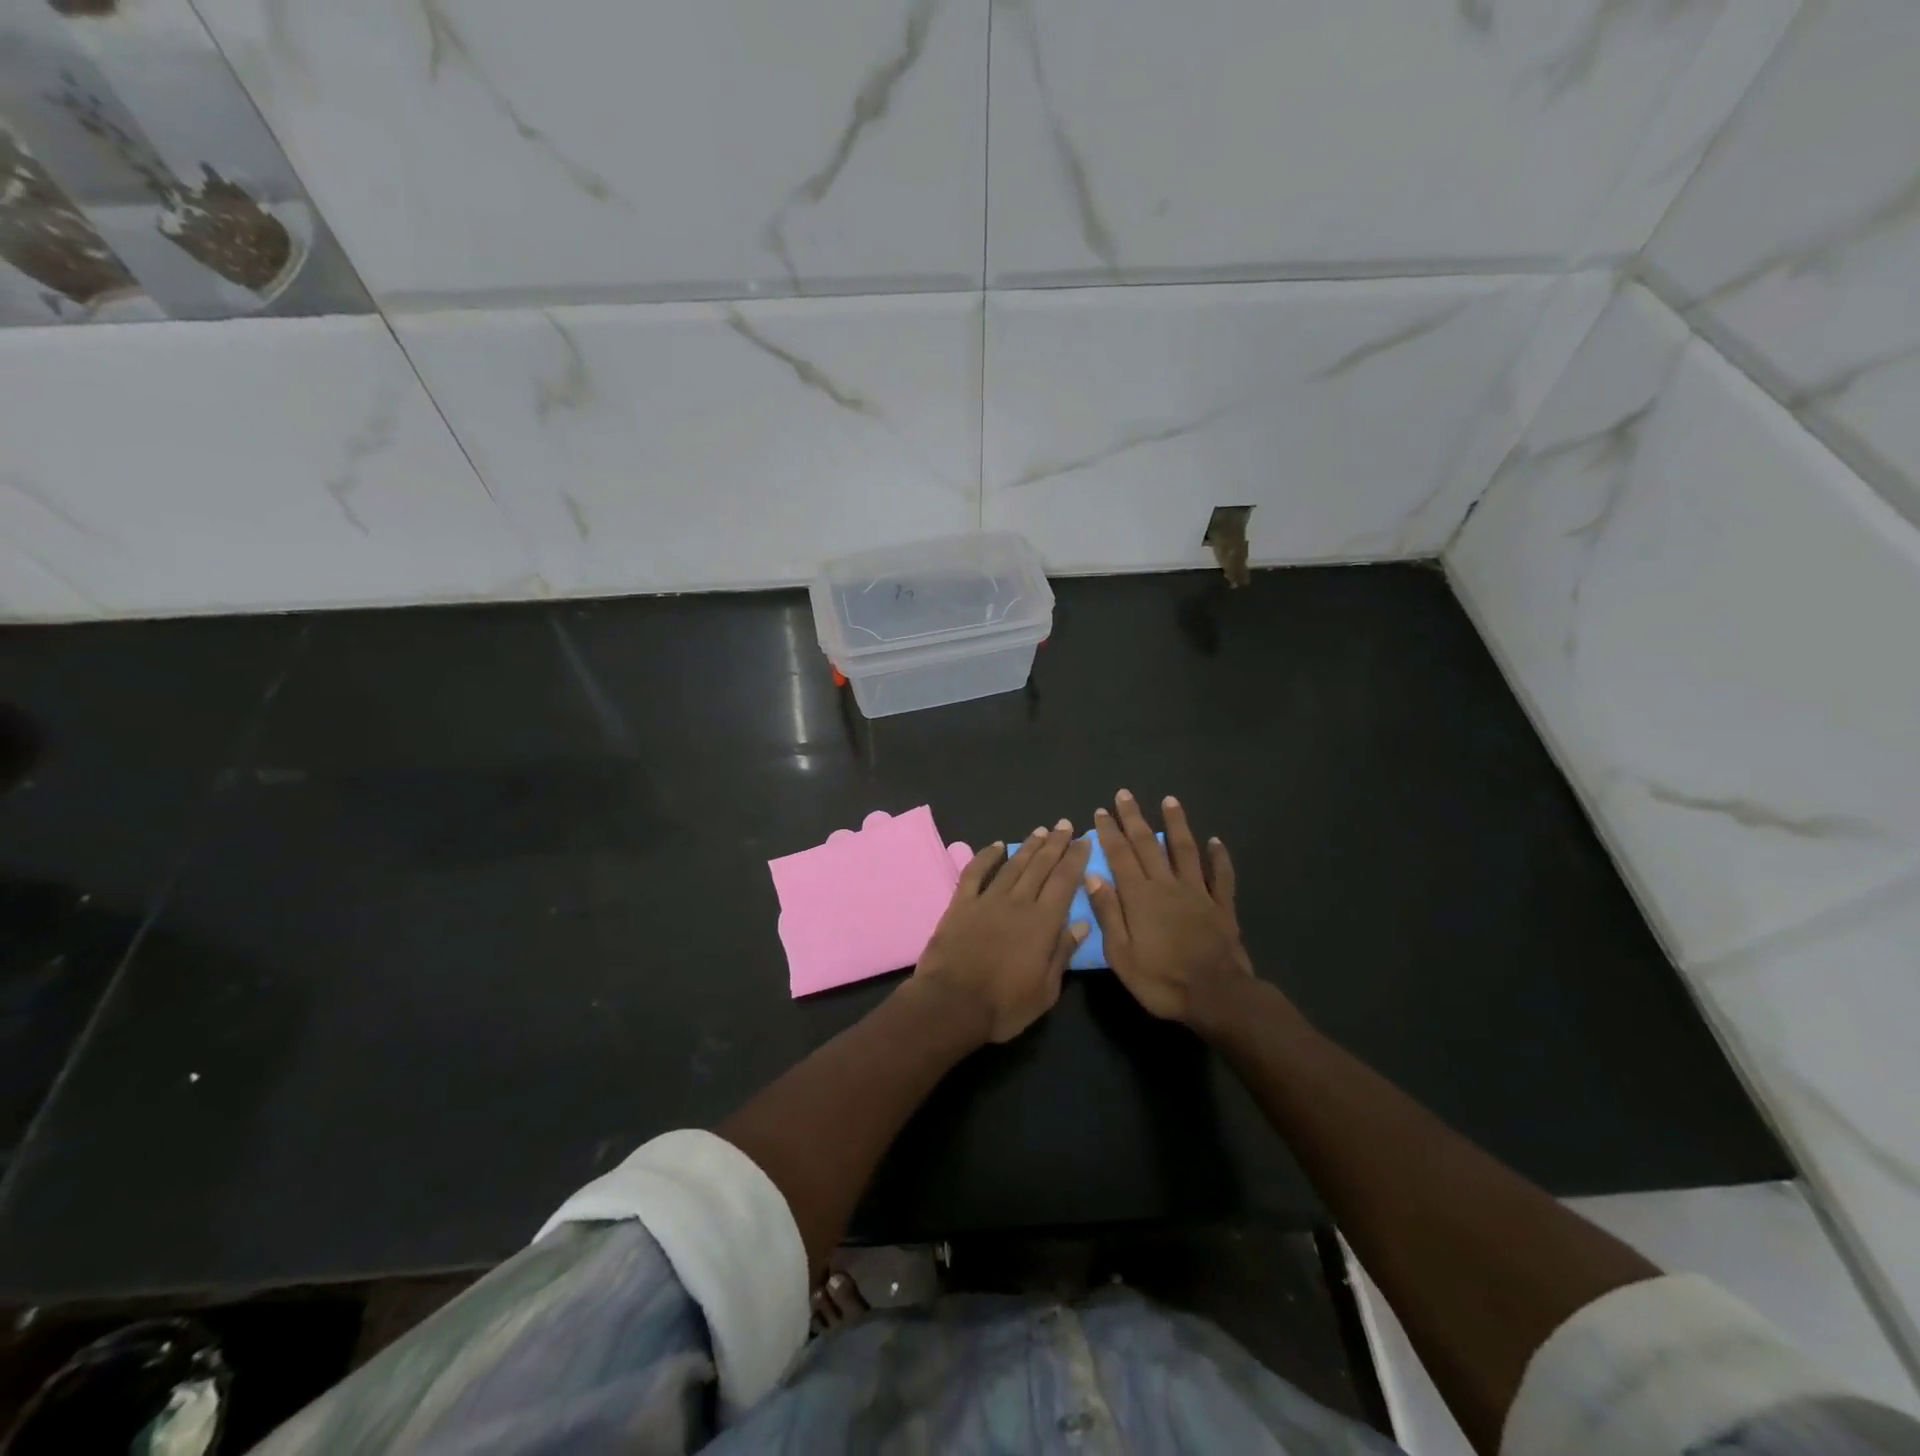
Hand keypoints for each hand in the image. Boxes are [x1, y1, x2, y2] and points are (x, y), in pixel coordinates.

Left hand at [912, 821, 1091, 1043]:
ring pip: (1013, 865)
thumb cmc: (1004, 1005)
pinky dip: (986, 856)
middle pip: (1041, 866)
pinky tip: (997, 845)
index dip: (1076, 859)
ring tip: (1041, 830)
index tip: (1084, 841)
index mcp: (1043, 923)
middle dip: (1055, 844)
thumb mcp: (1046, 991)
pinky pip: (975, 872)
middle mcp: (1018, 903)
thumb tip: (1082, 924)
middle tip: (1064, 824)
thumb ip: (1063, 953)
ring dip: (1028, 846)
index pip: (1065, 882)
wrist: (951, 1004)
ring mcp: (987, 900)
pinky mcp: (961, 904)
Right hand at [1085, 790, 1252, 1027]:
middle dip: (1134, 818)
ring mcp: (1198, 893)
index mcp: (1140, 897)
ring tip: (1170, 800)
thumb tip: (1092, 877)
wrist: (1217, 996)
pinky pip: (1220, 876)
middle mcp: (1167, 886)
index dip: (1109, 833)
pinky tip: (1216, 841)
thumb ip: (1108, 914)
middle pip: (1149, 845)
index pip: (1120, 856)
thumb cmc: (1162, 980)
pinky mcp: (1222, 906)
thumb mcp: (1121, 955)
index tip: (1100, 811)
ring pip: (1185, 850)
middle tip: (1125, 794)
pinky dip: (1219, 857)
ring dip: (1176, 824)